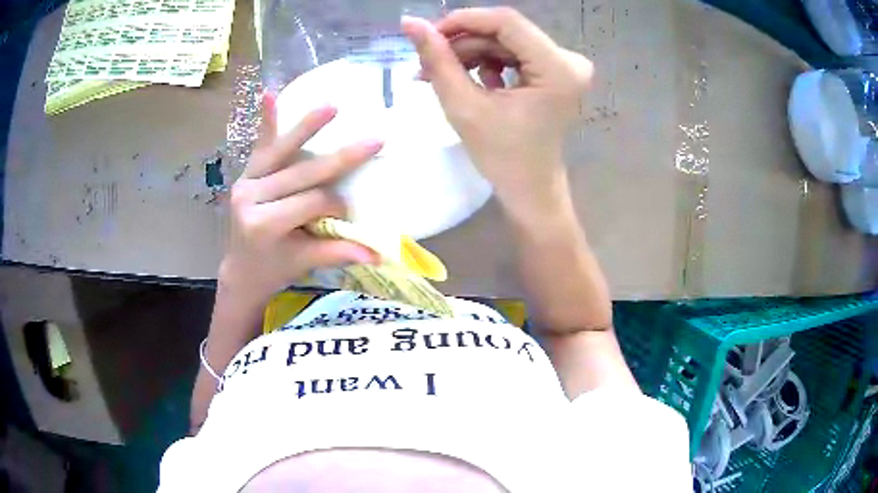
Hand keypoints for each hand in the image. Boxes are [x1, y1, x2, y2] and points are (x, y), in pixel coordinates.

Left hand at [220, 93, 381, 304]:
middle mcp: (250, 198)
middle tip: (374, 141)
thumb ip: (337, 252)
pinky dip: (267, 121)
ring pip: (282, 151)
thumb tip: (379, 252)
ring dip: (308, 127)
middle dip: (339, 159)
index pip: (310, 203)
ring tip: (333, 106)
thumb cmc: (274, 270)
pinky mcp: (246, 173)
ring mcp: (245, 181)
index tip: (348, 213)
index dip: (335, 205)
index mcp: (263, 224)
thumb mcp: (304, 263)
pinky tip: (270, 93)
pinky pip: (259, 146)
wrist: (241, 271)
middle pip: (301, 173)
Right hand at [401, 8, 592, 215]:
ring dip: (471, 53)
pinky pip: (515, 53)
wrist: (530, 188)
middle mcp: (569, 60)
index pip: (506, 21)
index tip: (427, 35)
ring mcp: (566, 65)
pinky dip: (488, 62)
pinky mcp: (558, 71)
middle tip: (427, 63)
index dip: (463, 20)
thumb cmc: (501, 156)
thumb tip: (409, 22)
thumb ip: (437, 59)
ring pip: (506, 41)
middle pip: (506, 31)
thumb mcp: (463, 105)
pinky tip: (473, 82)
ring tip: (441, 76)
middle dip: (463, 43)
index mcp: (558, 68)